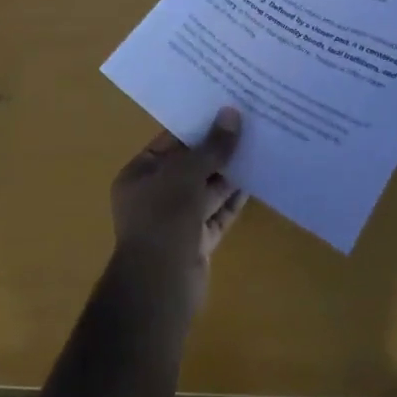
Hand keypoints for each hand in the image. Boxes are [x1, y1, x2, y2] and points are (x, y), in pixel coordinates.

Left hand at [109, 106, 246, 316]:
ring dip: (229, 172)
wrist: (160, 288)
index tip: (224, 107)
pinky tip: (256, 179)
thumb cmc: (163, 219)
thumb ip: (211, 146)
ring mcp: (176, 220)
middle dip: (217, 149)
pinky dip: (233, 199)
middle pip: (190, 165)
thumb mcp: (186, 174)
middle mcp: (154, 195)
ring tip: (258, 145)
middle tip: (248, 123)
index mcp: (139, 174)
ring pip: (206, 189)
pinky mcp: (196, 242)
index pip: (170, 142)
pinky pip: (217, 213)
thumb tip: (231, 113)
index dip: (197, 125)